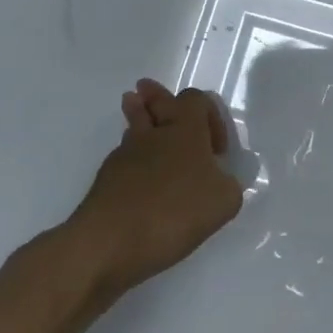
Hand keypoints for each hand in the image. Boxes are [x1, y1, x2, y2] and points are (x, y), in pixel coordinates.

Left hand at [65, 79, 244, 298]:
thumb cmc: (173, 212)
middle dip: (156, 96)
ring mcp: (125, 156)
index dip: (210, 115)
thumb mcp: (224, 201)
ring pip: (134, 127)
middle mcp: (154, 134)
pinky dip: (133, 159)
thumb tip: (218, 179)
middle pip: (155, 102)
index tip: (217, 150)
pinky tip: (139, 176)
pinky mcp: (105, 181)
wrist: (107, 242)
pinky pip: (124, 158)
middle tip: (148, 89)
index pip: (196, 99)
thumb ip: (228, 184)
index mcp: (186, 130)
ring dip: (138, 118)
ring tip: (135, 108)